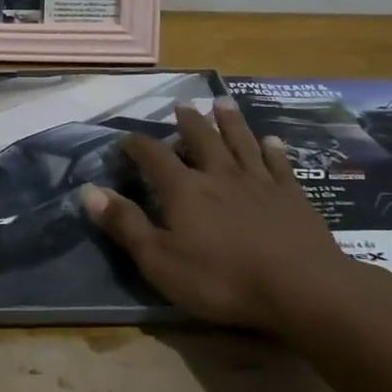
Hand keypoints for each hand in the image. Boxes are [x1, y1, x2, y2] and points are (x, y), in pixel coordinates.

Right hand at [81, 100, 349, 333]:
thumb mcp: (160, 260)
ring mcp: (259, 183)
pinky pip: (280, 166)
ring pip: (240, 143)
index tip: (125, 139)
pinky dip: (274, 151)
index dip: (137, 145)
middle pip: (201, 139)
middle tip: (181, 105)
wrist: (302, 288)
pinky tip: (272, 140)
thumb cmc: (222, 279)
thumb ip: (125, 224)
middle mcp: (219, 175)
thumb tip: (89, 191)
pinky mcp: (293, 197)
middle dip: (188, 122)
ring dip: (230, 122)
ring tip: (222, 103)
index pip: (154, 156)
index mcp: (184, 189)